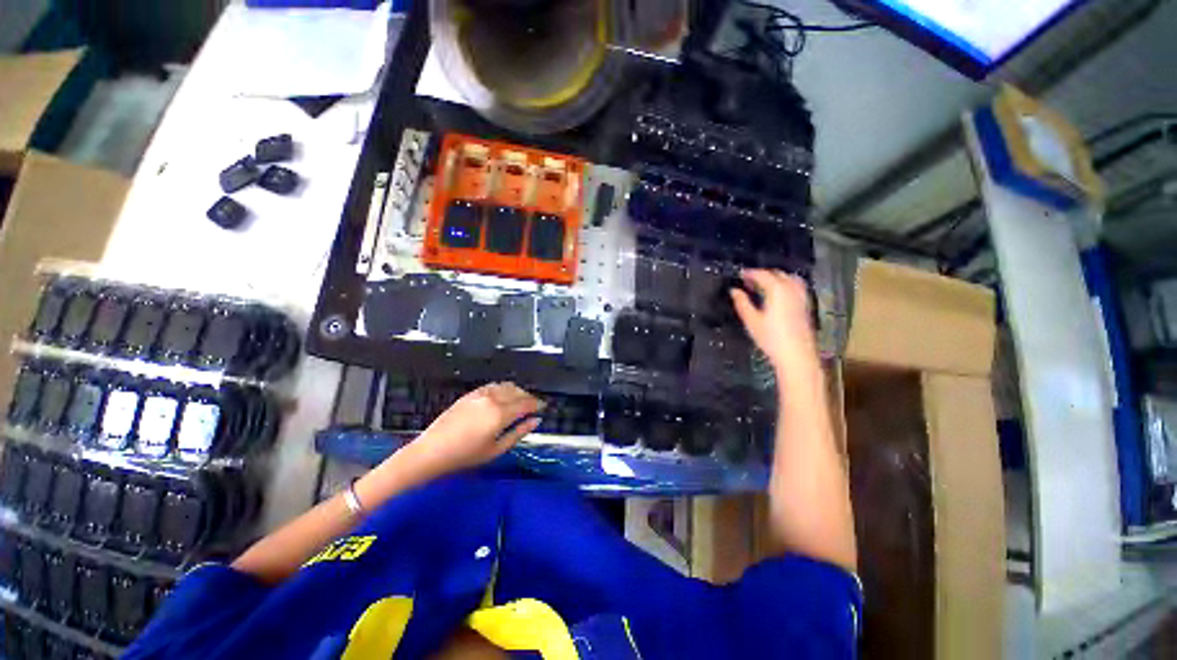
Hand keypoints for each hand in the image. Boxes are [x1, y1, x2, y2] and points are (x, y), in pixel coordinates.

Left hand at [405, 382, 544, 475]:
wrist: (431, 451)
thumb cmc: (465, 456)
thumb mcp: (496, 449)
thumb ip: (519, 433)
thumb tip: (536, 421)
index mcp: (500, 413)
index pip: (526, 403)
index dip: (537, 404)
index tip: (543, 407)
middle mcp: (493, 399)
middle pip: (518, 391)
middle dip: (528, 397)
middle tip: (533, 407)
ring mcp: (480, 394)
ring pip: (506, 386)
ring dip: (516, 391)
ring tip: (519, 402)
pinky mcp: (470, 394)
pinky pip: (493, 386)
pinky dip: (503, 389)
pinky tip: (502, 397)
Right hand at [730, 269, 816, 371]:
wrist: (796, 355)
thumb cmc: (771, 339)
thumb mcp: (751, 321)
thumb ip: (742, 303)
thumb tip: (734, 291)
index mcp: (777, 290)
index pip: (762, 274)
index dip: (749, 273)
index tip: (740, 274)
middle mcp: (791, 289)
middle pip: (776, 273)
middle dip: (762, 274)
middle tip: (748, 280)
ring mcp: (801, 296)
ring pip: (788, 278)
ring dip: (775, 277)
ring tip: (762, 285)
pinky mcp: (805, 305)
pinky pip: (795, 286)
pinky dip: (785, 284)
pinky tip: (778, 294)